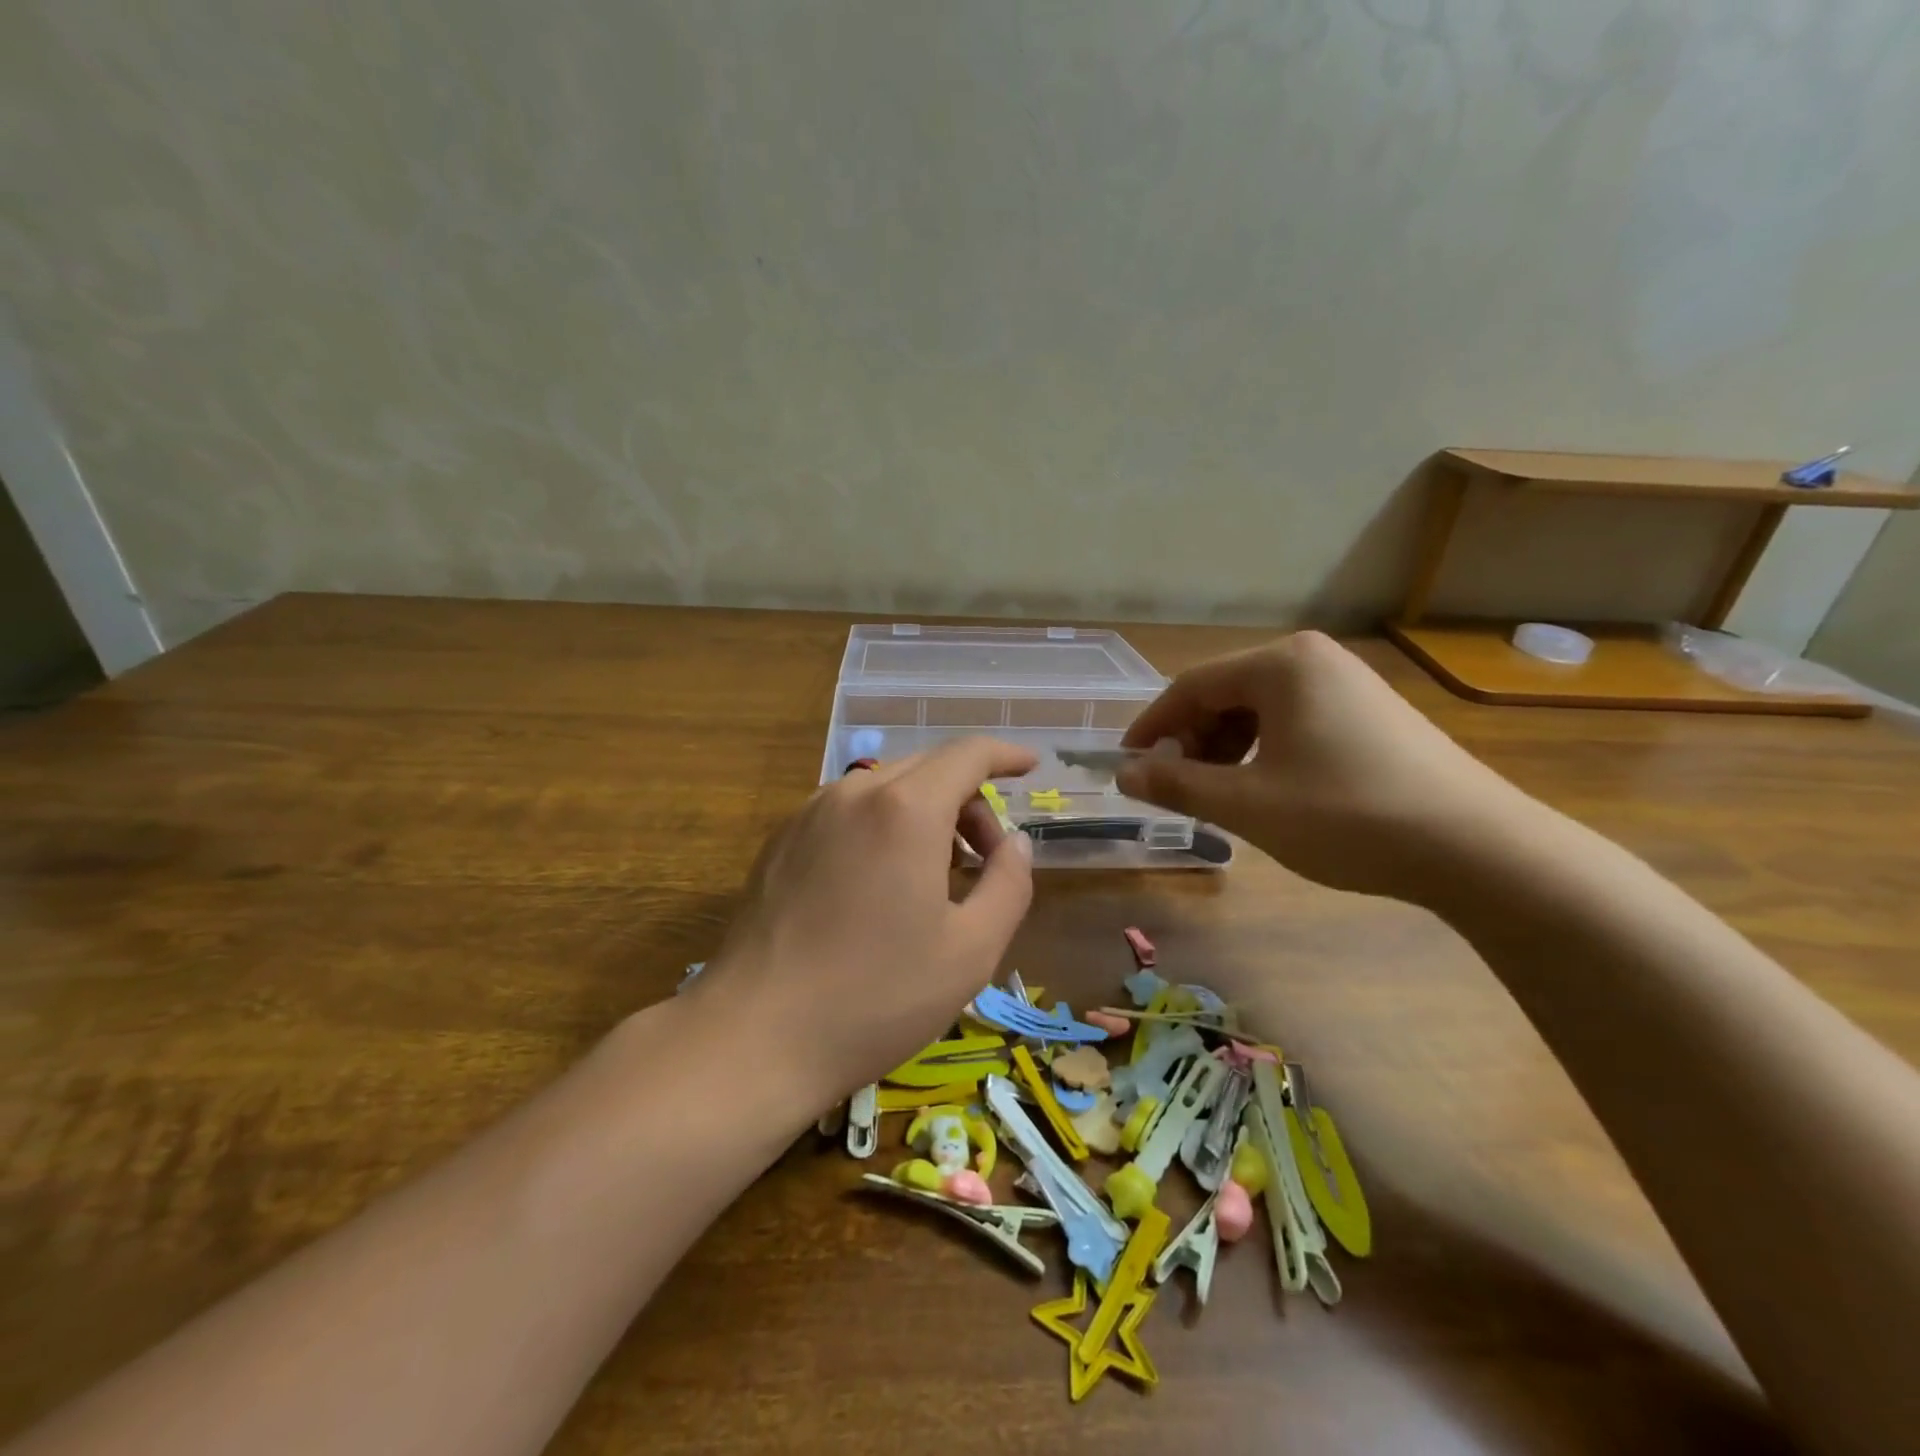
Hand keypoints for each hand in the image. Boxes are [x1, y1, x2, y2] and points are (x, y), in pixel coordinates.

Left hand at [688, 738, 1037, 1105]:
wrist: (755, 1035)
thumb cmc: (877, 997)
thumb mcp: (971, 950)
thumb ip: (1009, 883)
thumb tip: (1016, 843)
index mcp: (906, 808)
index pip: (968, 754)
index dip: (1005, 754)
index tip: (1030, 768)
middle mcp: (854, 792)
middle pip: (929, 768)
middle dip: (969, 800)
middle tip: (985, 859)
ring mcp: (810, 812)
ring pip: (886, 788)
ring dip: (926, 813)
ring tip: (935, 876)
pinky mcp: (781, 839)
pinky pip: (849, 811)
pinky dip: (883, 825)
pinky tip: (881, 884)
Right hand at [1117, 632, 1533, 900]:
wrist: (1478, 849)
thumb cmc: (1347, 816)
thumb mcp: (1248, 805)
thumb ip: (1177, 785)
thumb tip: (1124, 776)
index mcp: (1281, 664)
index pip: (1191, 686)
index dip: (1152, 728)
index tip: (1127, 766)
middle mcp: (1313, 660)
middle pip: (1225, 694)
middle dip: (1192, 742)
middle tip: (1177, 788)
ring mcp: (1348, 684)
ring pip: (1259, 711)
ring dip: (1226, 751)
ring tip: (1221, 796)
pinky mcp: (1370, 713)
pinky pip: (1293, 722)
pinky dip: (1264, 753)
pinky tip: (1267, 791)